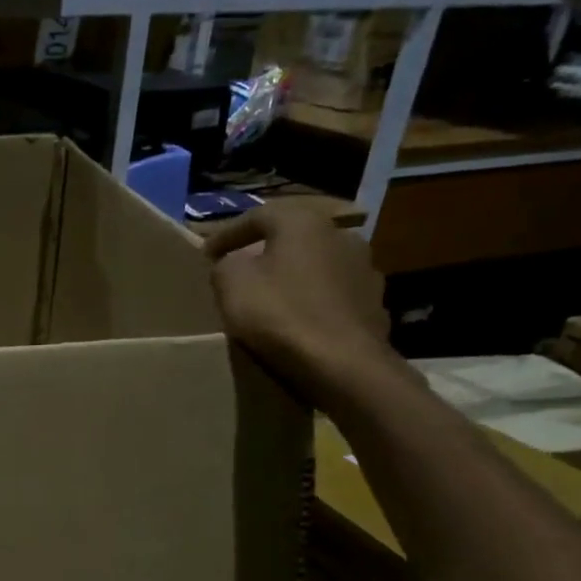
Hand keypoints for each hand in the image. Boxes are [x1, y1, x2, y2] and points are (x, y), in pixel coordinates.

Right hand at [200, 201, 395, 406]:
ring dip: (293, 278)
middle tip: (240, 272)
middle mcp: (341, 236)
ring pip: (316, 267)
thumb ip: (226, 265)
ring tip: (271, 299)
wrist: (342, 364)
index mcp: (304, 223)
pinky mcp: (375, 305)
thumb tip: (234, 264)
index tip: (206, 255)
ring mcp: (365, 271)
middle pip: (292, 239)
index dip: (227, 234)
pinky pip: (332, 297)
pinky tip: (298, 322)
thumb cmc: (280, 314)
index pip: (258, 216)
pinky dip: (313, 303)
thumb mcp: (231, 283)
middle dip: (265, 253)